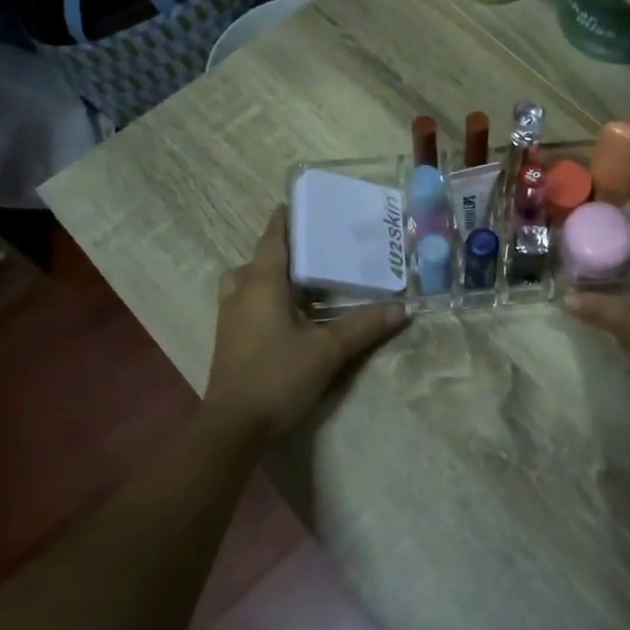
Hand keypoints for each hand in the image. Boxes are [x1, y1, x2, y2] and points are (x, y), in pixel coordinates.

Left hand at [202, 206, 406, 443]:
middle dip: (281, 250)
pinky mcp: (228, 339)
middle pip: (258, 259)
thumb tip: (401, 308)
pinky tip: (287, 315)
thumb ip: (363, 327)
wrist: (234, 426)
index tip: (300, 203)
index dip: (285, 219)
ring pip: (246, 282)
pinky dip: (263, 298)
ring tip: (300, 283)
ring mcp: (229, 317)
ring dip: (268, 276)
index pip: (272, 239)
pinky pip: (244, 303)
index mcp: (262, 284)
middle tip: (313, 249)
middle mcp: (240, 292)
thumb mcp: (327, 351)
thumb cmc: (279, 376)